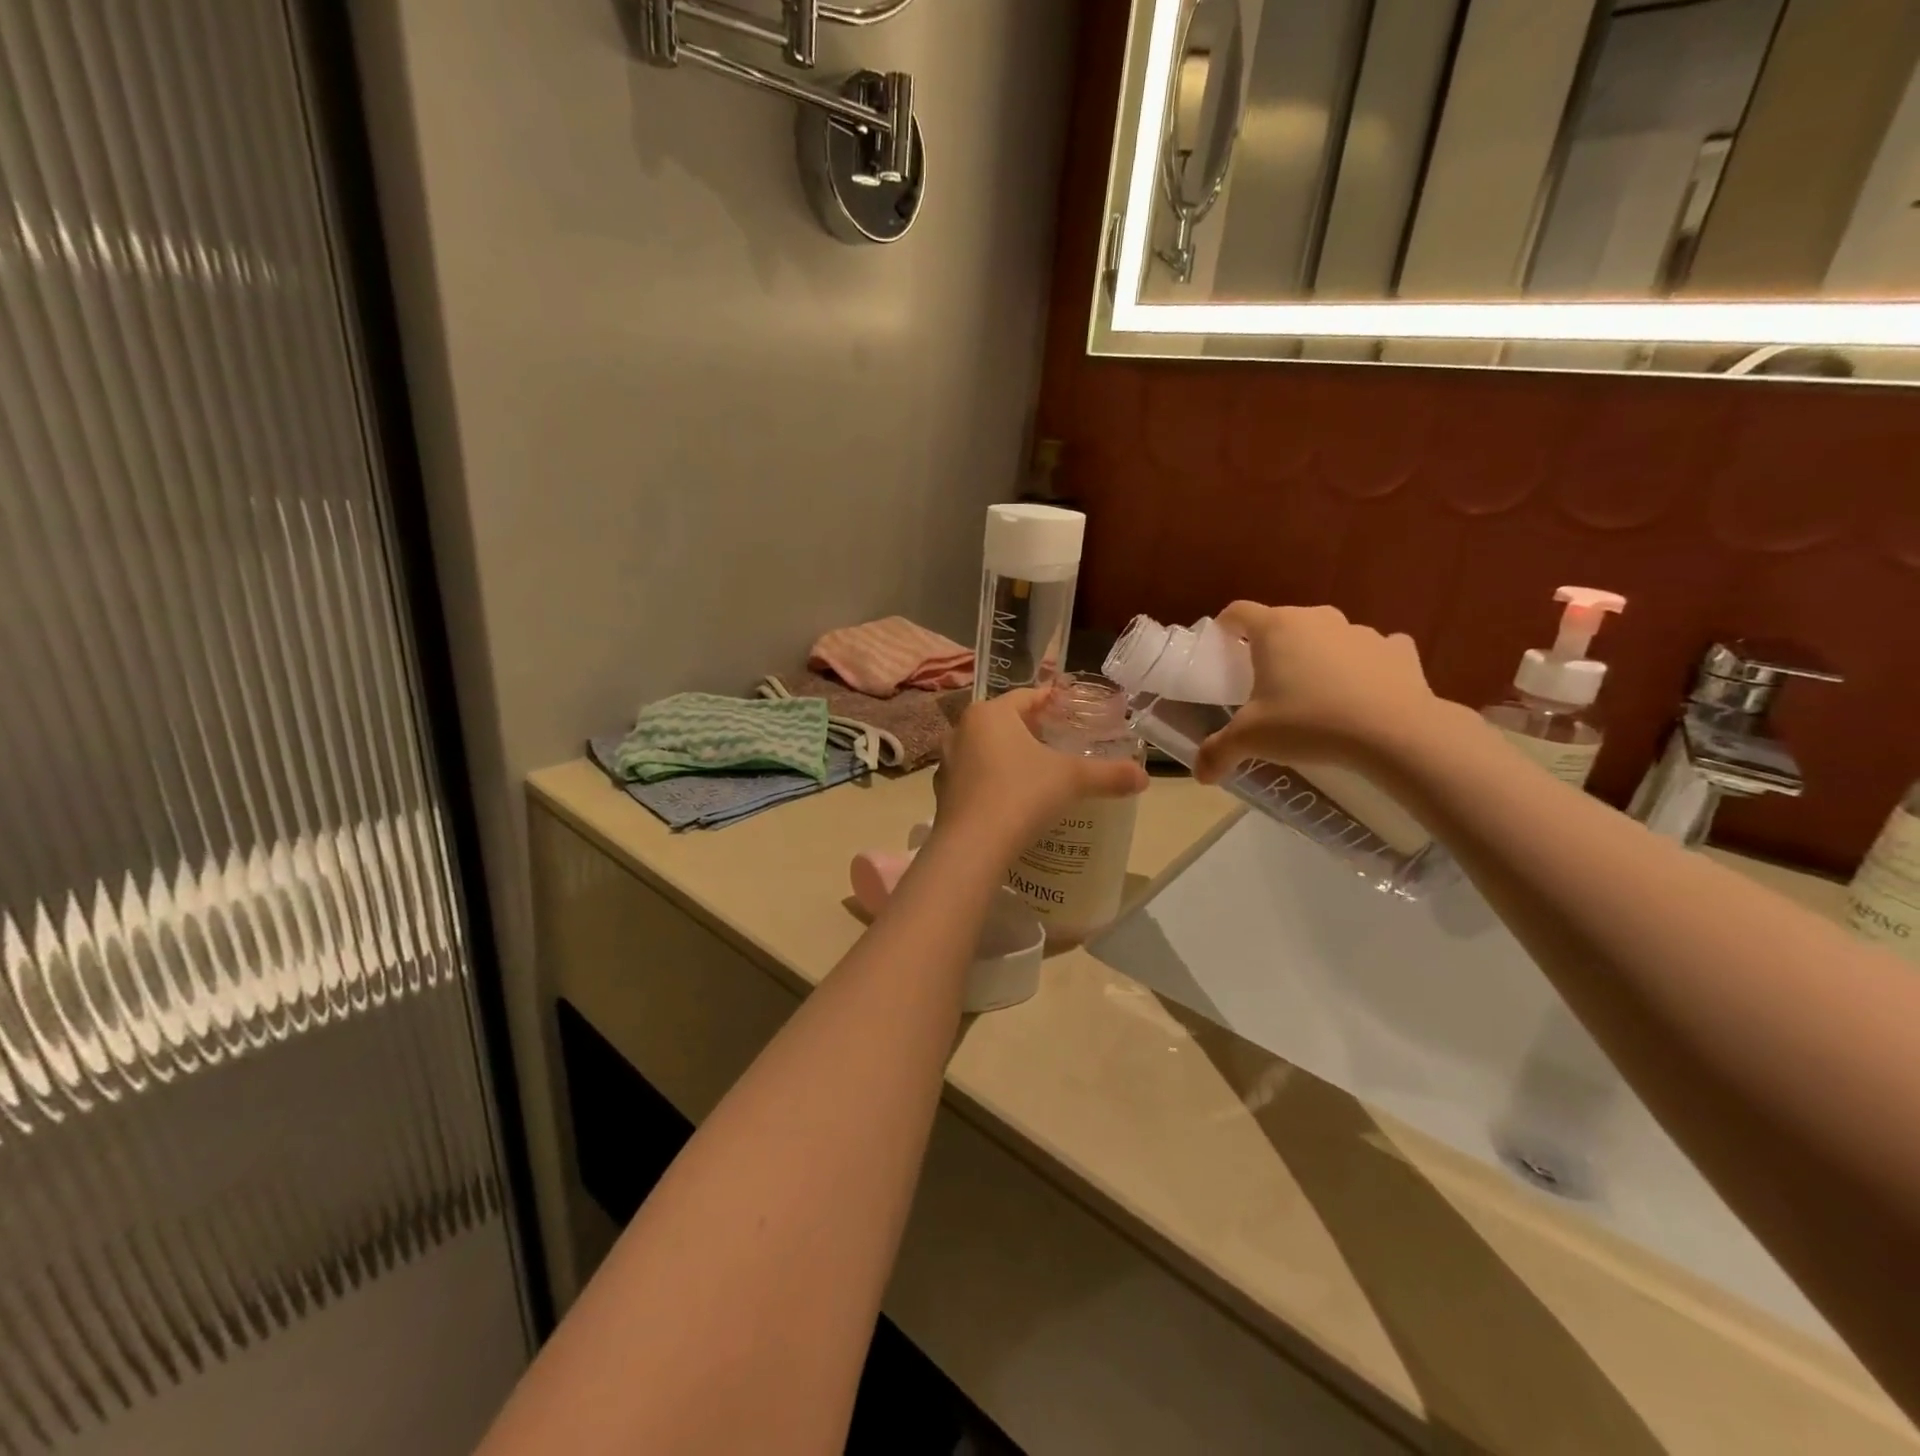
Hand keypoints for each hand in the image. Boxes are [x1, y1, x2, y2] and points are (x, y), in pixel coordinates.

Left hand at [935, 687, 1148, 853]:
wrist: (972, 848)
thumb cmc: (1021, 796)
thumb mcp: (1072, 780)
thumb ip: (1109, 774)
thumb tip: (1144, 777)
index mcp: (989, 713)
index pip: (1027, 697)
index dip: (1054, 703)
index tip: (1075, 712)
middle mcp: (961, 730)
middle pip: (1006, 723)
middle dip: (1033, 732)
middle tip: (1063, 744)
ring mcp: (947, 763)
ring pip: (987, 751)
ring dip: (1010, 758)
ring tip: (1040, 774)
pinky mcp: (942, 794)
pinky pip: (975, 779)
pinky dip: (994, 783)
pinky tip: (1014, 801)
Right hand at [1193, 603, 1442, 783]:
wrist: (1395, 734)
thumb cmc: (1308, 723)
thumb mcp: (1250, 740)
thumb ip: (1218, 751)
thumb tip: (1200, 774)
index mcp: (1275, 628)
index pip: (1238, 612)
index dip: (1225, 628)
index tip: (1221, 651)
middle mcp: (1317, 619)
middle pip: (1284, 624)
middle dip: (1273, 649)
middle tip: (1266, 685)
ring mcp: (1361, 631)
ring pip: (1328, 638)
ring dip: (1318, 658)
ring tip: (1316, 697)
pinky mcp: (1399, 650)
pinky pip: (1373, 653)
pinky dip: (1364, 669)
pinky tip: (1362, 696)